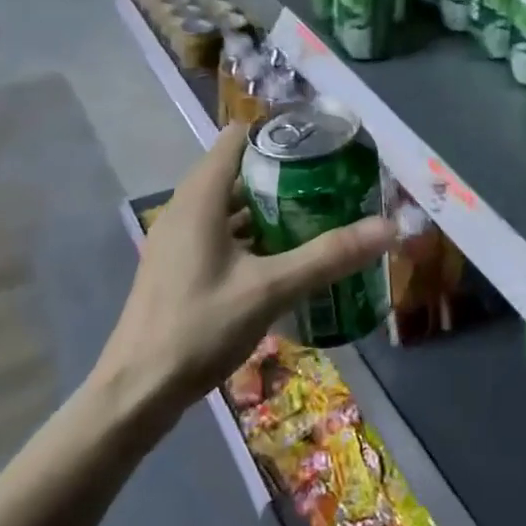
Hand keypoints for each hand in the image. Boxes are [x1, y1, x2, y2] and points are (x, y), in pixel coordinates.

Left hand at [97, 124, 394, 425]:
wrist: (137, 391)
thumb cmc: (199, 327)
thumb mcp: (270, 289)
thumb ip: (328, 256)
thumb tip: (388, 227)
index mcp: (200, 197)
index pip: (238, 138)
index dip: (278, 133)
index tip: (320, 143)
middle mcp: (185, 208)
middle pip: (238, 170)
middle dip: (284, 172)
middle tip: (331, 182)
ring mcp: (179, 239)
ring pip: (230, 205)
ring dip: (270, 206)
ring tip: (317, 213)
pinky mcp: (179, 266)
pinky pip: (221, 232)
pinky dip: (252, 234)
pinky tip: (284, 256)